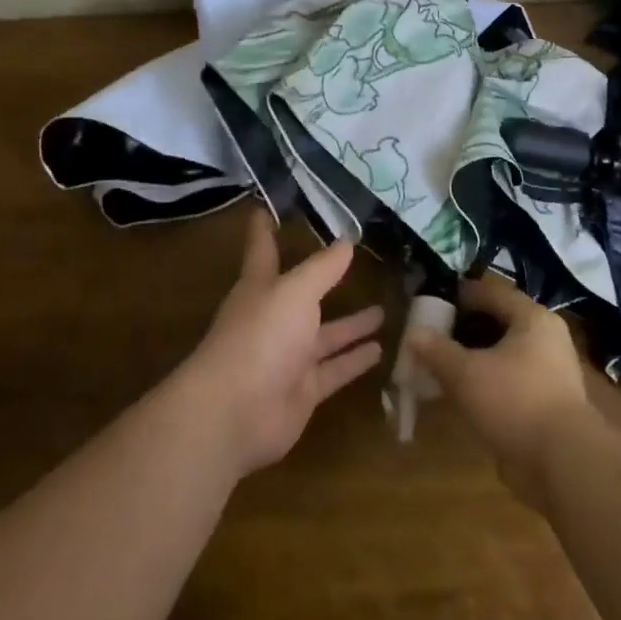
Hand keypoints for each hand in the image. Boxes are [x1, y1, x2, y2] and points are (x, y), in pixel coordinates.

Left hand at [186, 210, 384, 475]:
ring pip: (326, 335)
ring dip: (352, 324)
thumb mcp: (295, 291)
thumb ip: (323, 268)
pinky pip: (335, 370)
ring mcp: (288, 357)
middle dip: (325, 280)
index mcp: (261, 288)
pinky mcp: (303, 391)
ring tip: (384, 310)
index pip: (262, 249)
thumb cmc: (260, 337)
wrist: (236, 412)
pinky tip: (381, 350)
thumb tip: (347, 241)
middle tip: (356, 264)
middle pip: (303, 294)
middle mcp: (274, 319)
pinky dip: (355, 361)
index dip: (263, 229)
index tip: (263, 206)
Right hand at [405, 273, 598, 506]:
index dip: (461, 294)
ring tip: (443, 365)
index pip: (492, 292)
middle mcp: (546, 338)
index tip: (434, 300)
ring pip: (505, 353)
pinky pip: (511, 379)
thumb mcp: (466, 374)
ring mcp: (551, 371)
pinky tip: (464, 394)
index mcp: (532, 318)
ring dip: (475, 357)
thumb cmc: (514, 402)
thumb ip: (437, 351)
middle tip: (434, 335)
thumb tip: (413, 333)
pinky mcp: (549, 401)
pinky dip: (488, 381)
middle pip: (499, 322)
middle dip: (465, 328)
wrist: (564, 462)